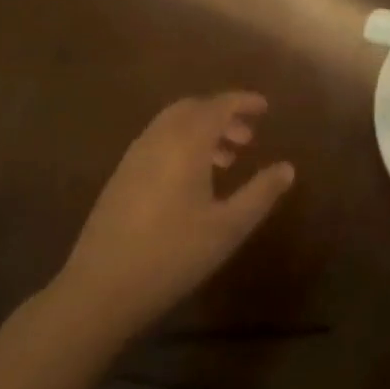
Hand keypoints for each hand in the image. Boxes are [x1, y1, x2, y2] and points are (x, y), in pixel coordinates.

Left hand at [53, 93, 295, 342]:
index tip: (265, 107)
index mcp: (185, 144)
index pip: (217, 106)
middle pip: (192, 108)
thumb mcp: (228, 227)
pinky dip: (182, 143)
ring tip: (227, 160)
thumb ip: (260, 193)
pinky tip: (193, 178)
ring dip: (201, 130)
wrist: (102, 286)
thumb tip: (287, 168)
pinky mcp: (121, 176)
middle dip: (222, 113)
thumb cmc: (174, 254)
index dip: (242, 102)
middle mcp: (157, 139)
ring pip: (172, 125)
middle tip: (248, 136)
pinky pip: (157, 141)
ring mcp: (134, 156)